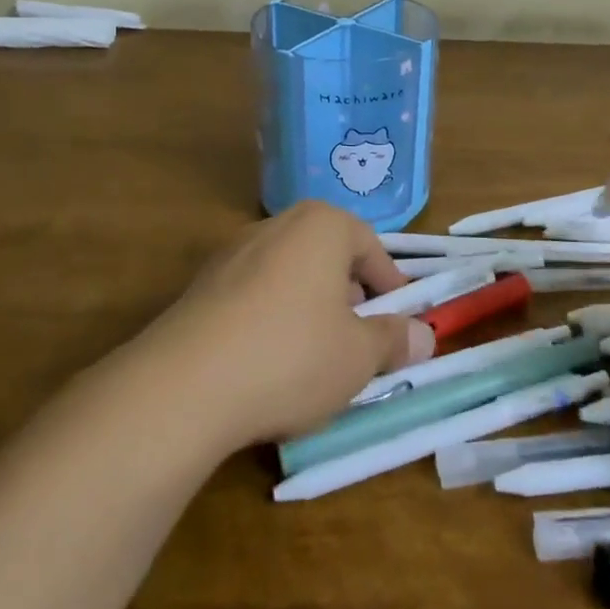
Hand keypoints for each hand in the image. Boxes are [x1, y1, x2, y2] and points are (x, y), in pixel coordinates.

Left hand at [136, 201, 434, 449]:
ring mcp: (233, 251)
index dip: (391, 286)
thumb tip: (424, 336)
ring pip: (290, 274)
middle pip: (328, 256)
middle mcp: (277, 224)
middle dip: (349, 296)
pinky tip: (268, 364)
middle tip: (361, 339)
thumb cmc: (292, 356)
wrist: (185, 385)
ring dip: (310, 308)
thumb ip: (394, 340)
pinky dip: (271, 319)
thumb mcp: (358, 356)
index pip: (370, 247)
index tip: (401, 321)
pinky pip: (253, 295)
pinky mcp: (202, 285)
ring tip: (316, 357)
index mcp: (322, 225)